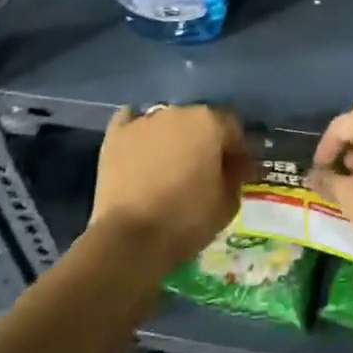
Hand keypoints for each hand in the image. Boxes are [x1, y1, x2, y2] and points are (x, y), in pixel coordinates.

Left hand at [90, 104, 248, 274]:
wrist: (130, 240)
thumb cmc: (187, 220)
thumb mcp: (229, 203)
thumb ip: (236, 174)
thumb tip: (233, 164)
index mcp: (210, 122)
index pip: (232, 128)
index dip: (237, 151)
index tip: (237, 172)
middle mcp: (178, 111)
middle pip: (199, 122)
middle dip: (204, 142)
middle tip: (203, 171)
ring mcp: (144, 121)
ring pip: (167, 123)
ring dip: (173, 139)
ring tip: (169, 168)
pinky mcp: (116, 135)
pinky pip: (131, 123)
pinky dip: (139, 134)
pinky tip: (140, 150)